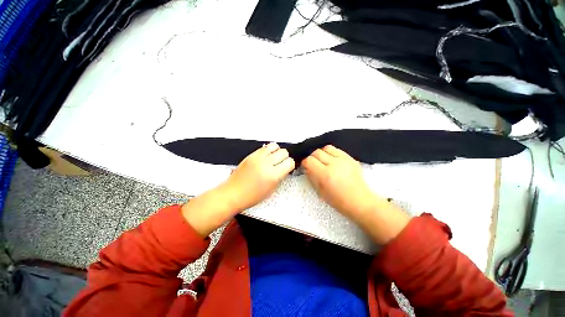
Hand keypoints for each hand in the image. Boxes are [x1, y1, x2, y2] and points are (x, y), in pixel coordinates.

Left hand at [183, 143, 293, 236]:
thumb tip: (285, 168)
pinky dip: (268, 151)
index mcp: (273, 175)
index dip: (290, 165)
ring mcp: (258, 157)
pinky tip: (266, 158)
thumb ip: (280, 176)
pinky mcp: (251, 154)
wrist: (233, 193)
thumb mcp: (271, 189)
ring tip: (273, 159)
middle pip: (284, 152)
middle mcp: (266, 163)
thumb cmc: (251, 196)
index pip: (290, 162)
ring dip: (277, 152)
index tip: (288, 167)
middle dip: (285, 158)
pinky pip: (265, 147)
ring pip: (275, 146)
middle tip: (281, 163)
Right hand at [301, 145, 377, 218]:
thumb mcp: (320, 191)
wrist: (360, 201)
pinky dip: (330, 153)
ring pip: (326, 148)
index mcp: (325, 175)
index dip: (305, 163)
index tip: (306, 166)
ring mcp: (344, 160)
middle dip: (312, 157)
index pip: (309, 160)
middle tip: (313, 164)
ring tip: (323, 161)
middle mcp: (334, 164)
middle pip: (317, 152)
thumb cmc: (339, 201)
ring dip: (321, 153)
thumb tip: (306, 167)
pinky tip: (331, 160)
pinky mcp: (350, 158)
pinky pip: (336, 149)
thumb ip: (311, 176)